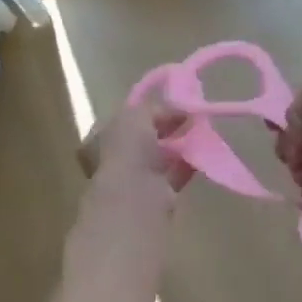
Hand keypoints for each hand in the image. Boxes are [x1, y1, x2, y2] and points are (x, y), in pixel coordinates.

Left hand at [78, 101, 193, 198]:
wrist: (134, 196)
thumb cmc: (127, 149)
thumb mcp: (137, 115)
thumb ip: (155, 108)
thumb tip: (178, 110)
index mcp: (100, 137)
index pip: (125, 118)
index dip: (147, 111)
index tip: (170, 105)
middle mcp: (113, 158)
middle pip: (143, 138)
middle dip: (165, 129)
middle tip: (187, 119)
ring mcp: (133, 178)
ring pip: (158, 157)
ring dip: (177, 147)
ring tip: (199, 134)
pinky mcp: (154, 195)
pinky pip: (173, 174)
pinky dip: (186, 165)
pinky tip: (201, 154)